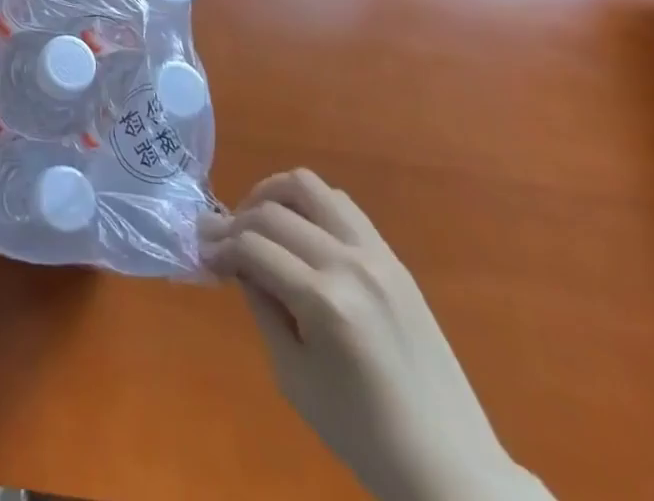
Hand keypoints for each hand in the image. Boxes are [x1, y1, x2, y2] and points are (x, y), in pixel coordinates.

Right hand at [201, 171, 550, 500]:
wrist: (450, 467)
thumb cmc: (363, 435)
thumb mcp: (293, 376)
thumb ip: (262, 307)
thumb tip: (236, 263)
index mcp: (324, 301)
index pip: (252, 246)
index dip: (219, 247)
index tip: (203, 256)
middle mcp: (350, 264)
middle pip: (272, 212)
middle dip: (235, 220)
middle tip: (218, 240)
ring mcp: (376, 255)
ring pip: (308, 187)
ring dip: (271, 195)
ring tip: (256, 221)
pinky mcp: (393, 258)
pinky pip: (341, 205)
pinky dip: (308, 205)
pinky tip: (297, 231)